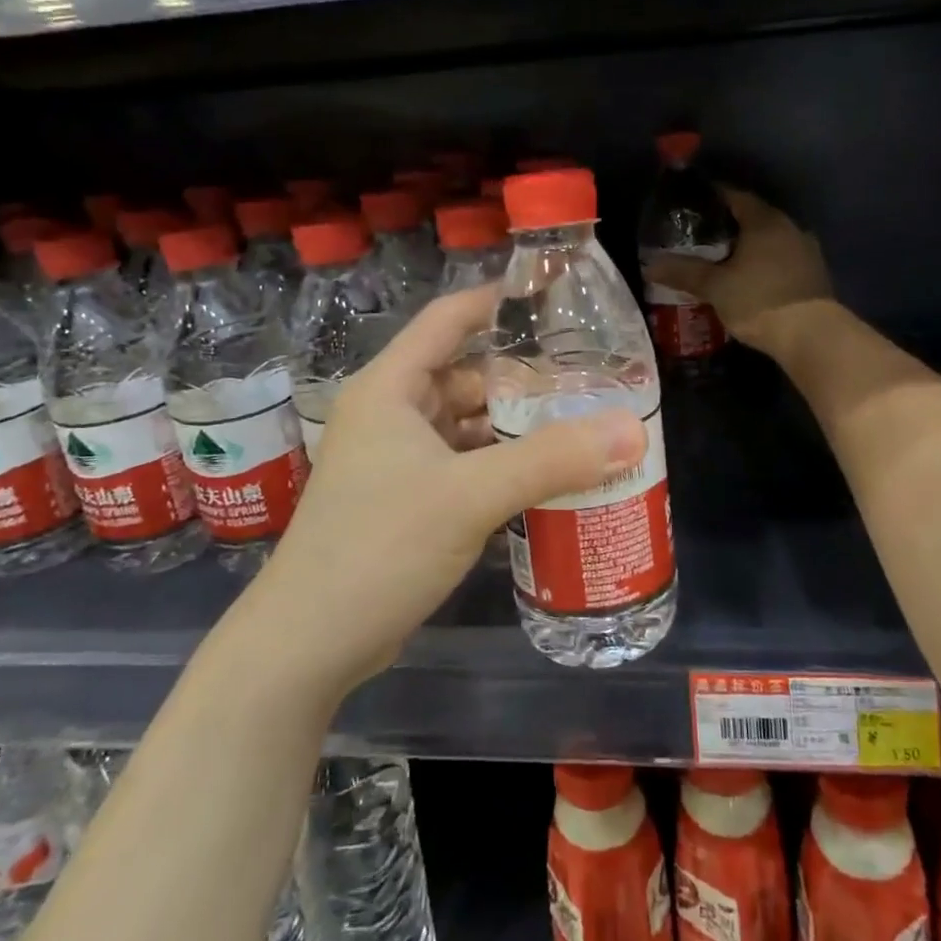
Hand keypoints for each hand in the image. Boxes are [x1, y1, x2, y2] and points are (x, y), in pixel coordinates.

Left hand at [244, 285, 649, 696]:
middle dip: (523, 377)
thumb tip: (632, 429)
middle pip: (466, 374)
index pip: (448, 319)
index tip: (556, 297)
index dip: (498, 301)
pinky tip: (546, 476)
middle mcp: (391, 414)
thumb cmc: (379, 547)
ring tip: (580, 424)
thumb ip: (551, 459)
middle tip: (589, 379)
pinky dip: (501, 464)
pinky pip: (464, 464)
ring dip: (515, 425)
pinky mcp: (407, 500)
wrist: (309, 643)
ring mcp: (397, 460)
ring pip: (467, 424)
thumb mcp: (470, 496)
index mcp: (391, 388)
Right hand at [642, 188, 832, 350]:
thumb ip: (684, 273)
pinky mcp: (815, 275)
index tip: (695, 201)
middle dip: (732, 222)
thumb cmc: (759, 301)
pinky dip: (766, 262)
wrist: (813, 336)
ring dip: (752, 245)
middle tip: (705, 233)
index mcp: (765, 221)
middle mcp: (790, 228)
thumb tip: (650, 264)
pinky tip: (752, 277)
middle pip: (756, 217)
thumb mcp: (715, 287)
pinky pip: (784, 258)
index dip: (715, 196)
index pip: (736, 197)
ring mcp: (807, 251)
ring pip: (772, 239)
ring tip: (726, 257)